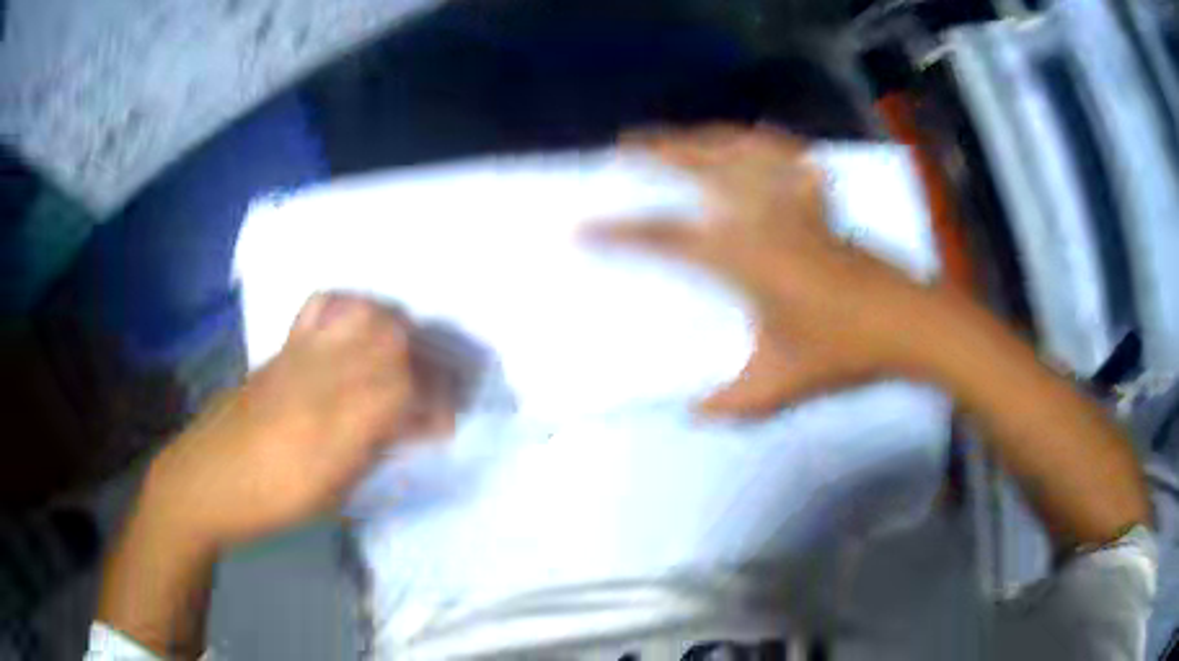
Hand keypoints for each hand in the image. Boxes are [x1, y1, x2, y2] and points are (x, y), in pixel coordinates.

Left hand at [139, 293, 455, 550]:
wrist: (207, 479)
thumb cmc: (271, 501)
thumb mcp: (333, 493)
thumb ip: (373, 450)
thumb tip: (409, 427)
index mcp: (337, 425)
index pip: (408, 389)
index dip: (437, 403)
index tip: (442, 426)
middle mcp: (323, 377)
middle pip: (394, 339)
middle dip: (425, 363)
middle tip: (425, 393)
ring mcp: (301, 354)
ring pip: (365, 314)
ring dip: (394, 331)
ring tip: (398, 358)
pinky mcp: (283, 347)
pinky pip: (323, 305)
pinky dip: (351, 309)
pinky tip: (353, 333)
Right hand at [587, 125, 943, 416]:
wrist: (906, 324)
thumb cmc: (844, 351)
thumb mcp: (781, 385)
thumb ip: (732, 403)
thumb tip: (695, 413)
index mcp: (744, 258)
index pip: (667, 238)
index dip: (619, 233)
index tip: (582, 227)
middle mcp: (762, 217)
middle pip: (700, 168)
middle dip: (656, 152)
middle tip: (625, 144)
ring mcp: (795, 203)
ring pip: (741, 151)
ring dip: (704, 138)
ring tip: (681, 135)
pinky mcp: (821, 203)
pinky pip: (789, 158)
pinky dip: (767, 142)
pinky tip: (756, 137)